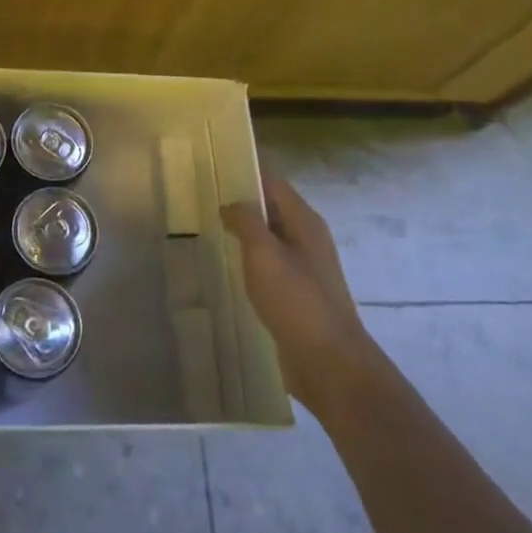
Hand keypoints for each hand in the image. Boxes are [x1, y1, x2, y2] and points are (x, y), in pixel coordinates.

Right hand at [221, 173, 369, 405]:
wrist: (330, 364)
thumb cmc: (297, 301)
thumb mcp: (265, 254)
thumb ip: (246, 222)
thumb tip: (230, 204)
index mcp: (305, 222)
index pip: (272, 182)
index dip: (245, 172)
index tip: (212, 168)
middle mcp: (307, 239)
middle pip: (271, 209)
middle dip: (240, 203)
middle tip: (200, 200)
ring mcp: (303, 268)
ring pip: (268, 239)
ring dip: (242, 234)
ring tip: (206, 231)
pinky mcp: (296, 294)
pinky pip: (268, 266)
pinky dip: (248, 261)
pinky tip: (226, 268)